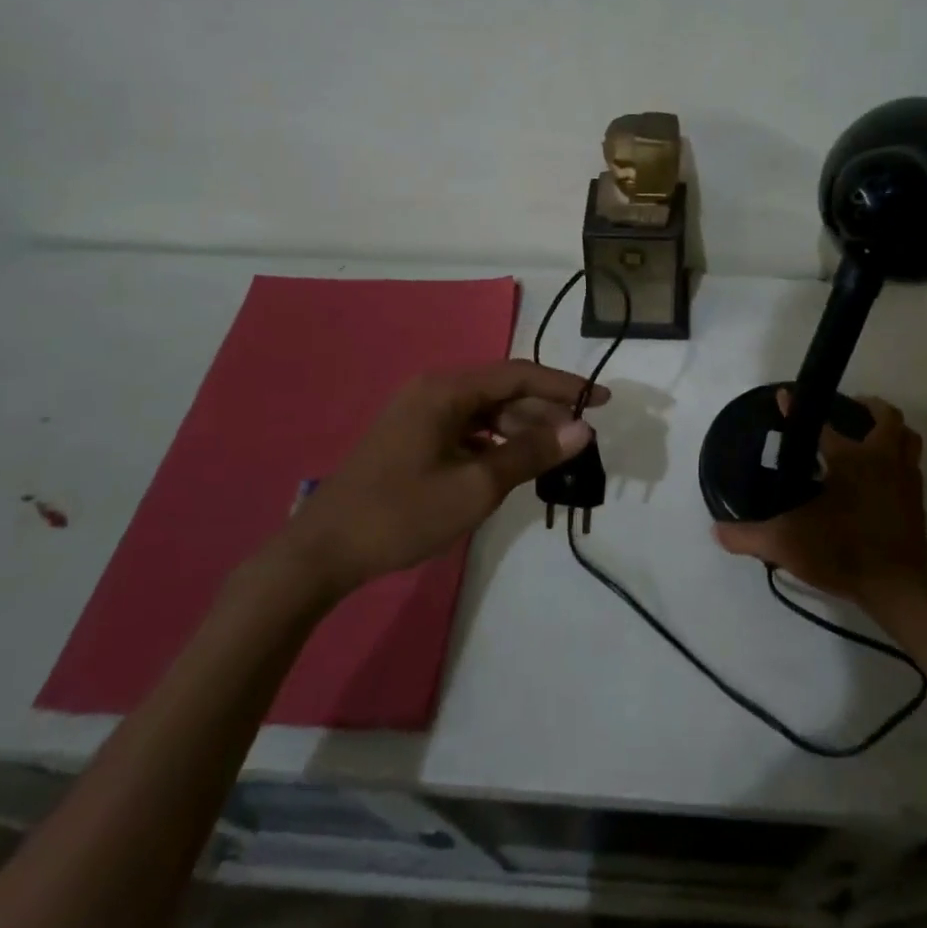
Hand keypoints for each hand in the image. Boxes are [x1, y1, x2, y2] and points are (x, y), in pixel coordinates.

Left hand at [269, 361, 605, 598]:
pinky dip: (495, 443)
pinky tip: (513, 465)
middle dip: (545, 411)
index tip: (603, 400)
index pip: (519, 374)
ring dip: (522, 429)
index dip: (564, 386)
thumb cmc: (401, 514)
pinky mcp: (414, 439)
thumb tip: (582, 429)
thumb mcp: (476, 486)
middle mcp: (434, 391)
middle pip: (503, 391)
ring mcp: (420, 415)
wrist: (323, 553)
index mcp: (446, 390)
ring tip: (555, 454)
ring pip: (486, 412)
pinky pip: (467, 430)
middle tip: (581, 438)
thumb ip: (531, 454)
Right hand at [712, 392, 926, 608]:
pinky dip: (899, 462)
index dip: (797, 409)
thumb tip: (716, 531)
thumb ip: (748, 536)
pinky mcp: (917, 503)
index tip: (784, 396)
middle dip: (870, 407)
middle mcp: (882, 460)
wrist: (897, 587)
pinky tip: (881, 477)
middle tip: (849, 409)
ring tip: (870, 436)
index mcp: (851, 459)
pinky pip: (912, 468)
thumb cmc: (843, 552)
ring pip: (909, 439)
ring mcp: (905, 480)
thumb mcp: (786, 543)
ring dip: (892, 432)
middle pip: (887, 418)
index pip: (822, 425)